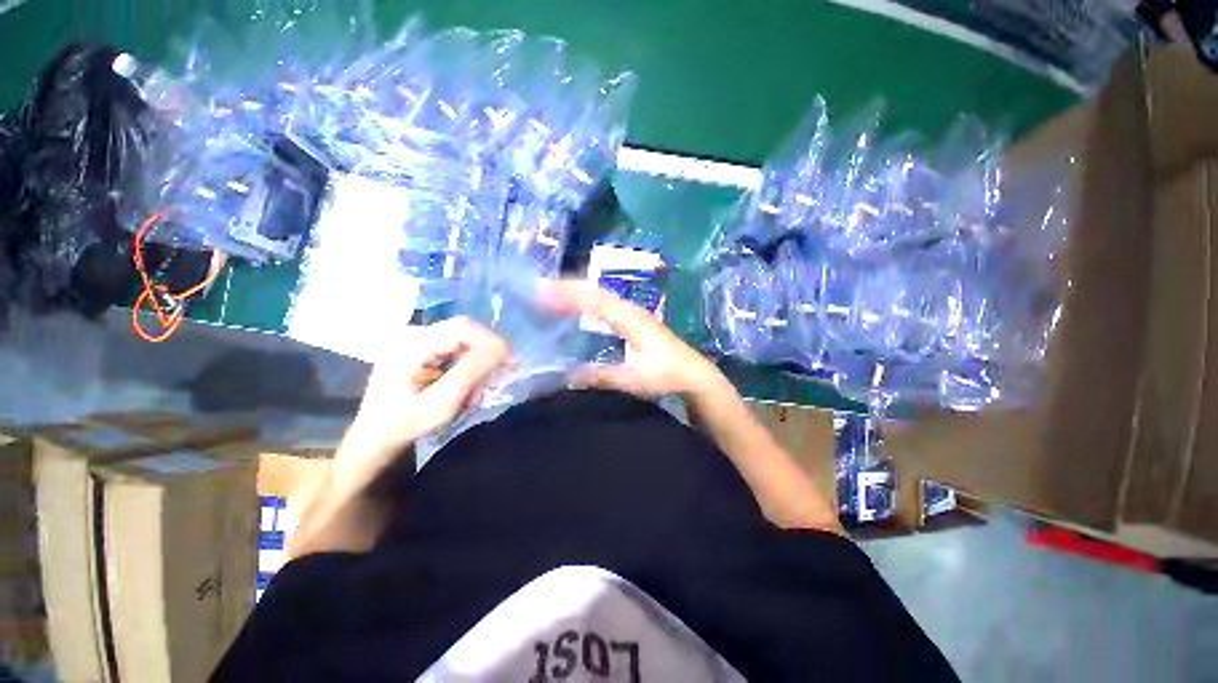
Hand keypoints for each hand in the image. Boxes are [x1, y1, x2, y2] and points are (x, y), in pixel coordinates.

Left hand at [349, 317, 511, 451]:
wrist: (374, 437)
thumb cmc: (405, 424)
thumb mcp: (442, 403)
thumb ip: (472, 372)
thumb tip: (502, 349)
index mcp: (411, 343)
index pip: (463, 328)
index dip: (492, 341)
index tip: (510, 362)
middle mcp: (413, 333)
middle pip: (464, 330)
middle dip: (487, 351)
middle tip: (499, 375)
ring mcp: (415, 338)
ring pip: (463, 338)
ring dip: (478, 359)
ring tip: (478, 386)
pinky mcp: (420, 347)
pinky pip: (455, 346)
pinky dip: (468, 362)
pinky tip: (466, 382)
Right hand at [543, 279, 723, 398]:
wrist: (693, 373)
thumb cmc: (666, 374)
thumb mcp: (632, 379)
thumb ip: (601, 376)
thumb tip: (567, 376)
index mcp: (629, 318)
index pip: (594, 299)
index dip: (567, 294)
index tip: (541, 292)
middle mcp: (629, 309)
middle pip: (594, 291)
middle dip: (566, 287)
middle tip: (538, 289)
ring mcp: (632, 312)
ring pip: (599, 295)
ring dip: (575, 292)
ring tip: (550, 294)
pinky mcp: (633, 319)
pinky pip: (604, 303)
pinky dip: (586, 302)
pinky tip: (576, 308)